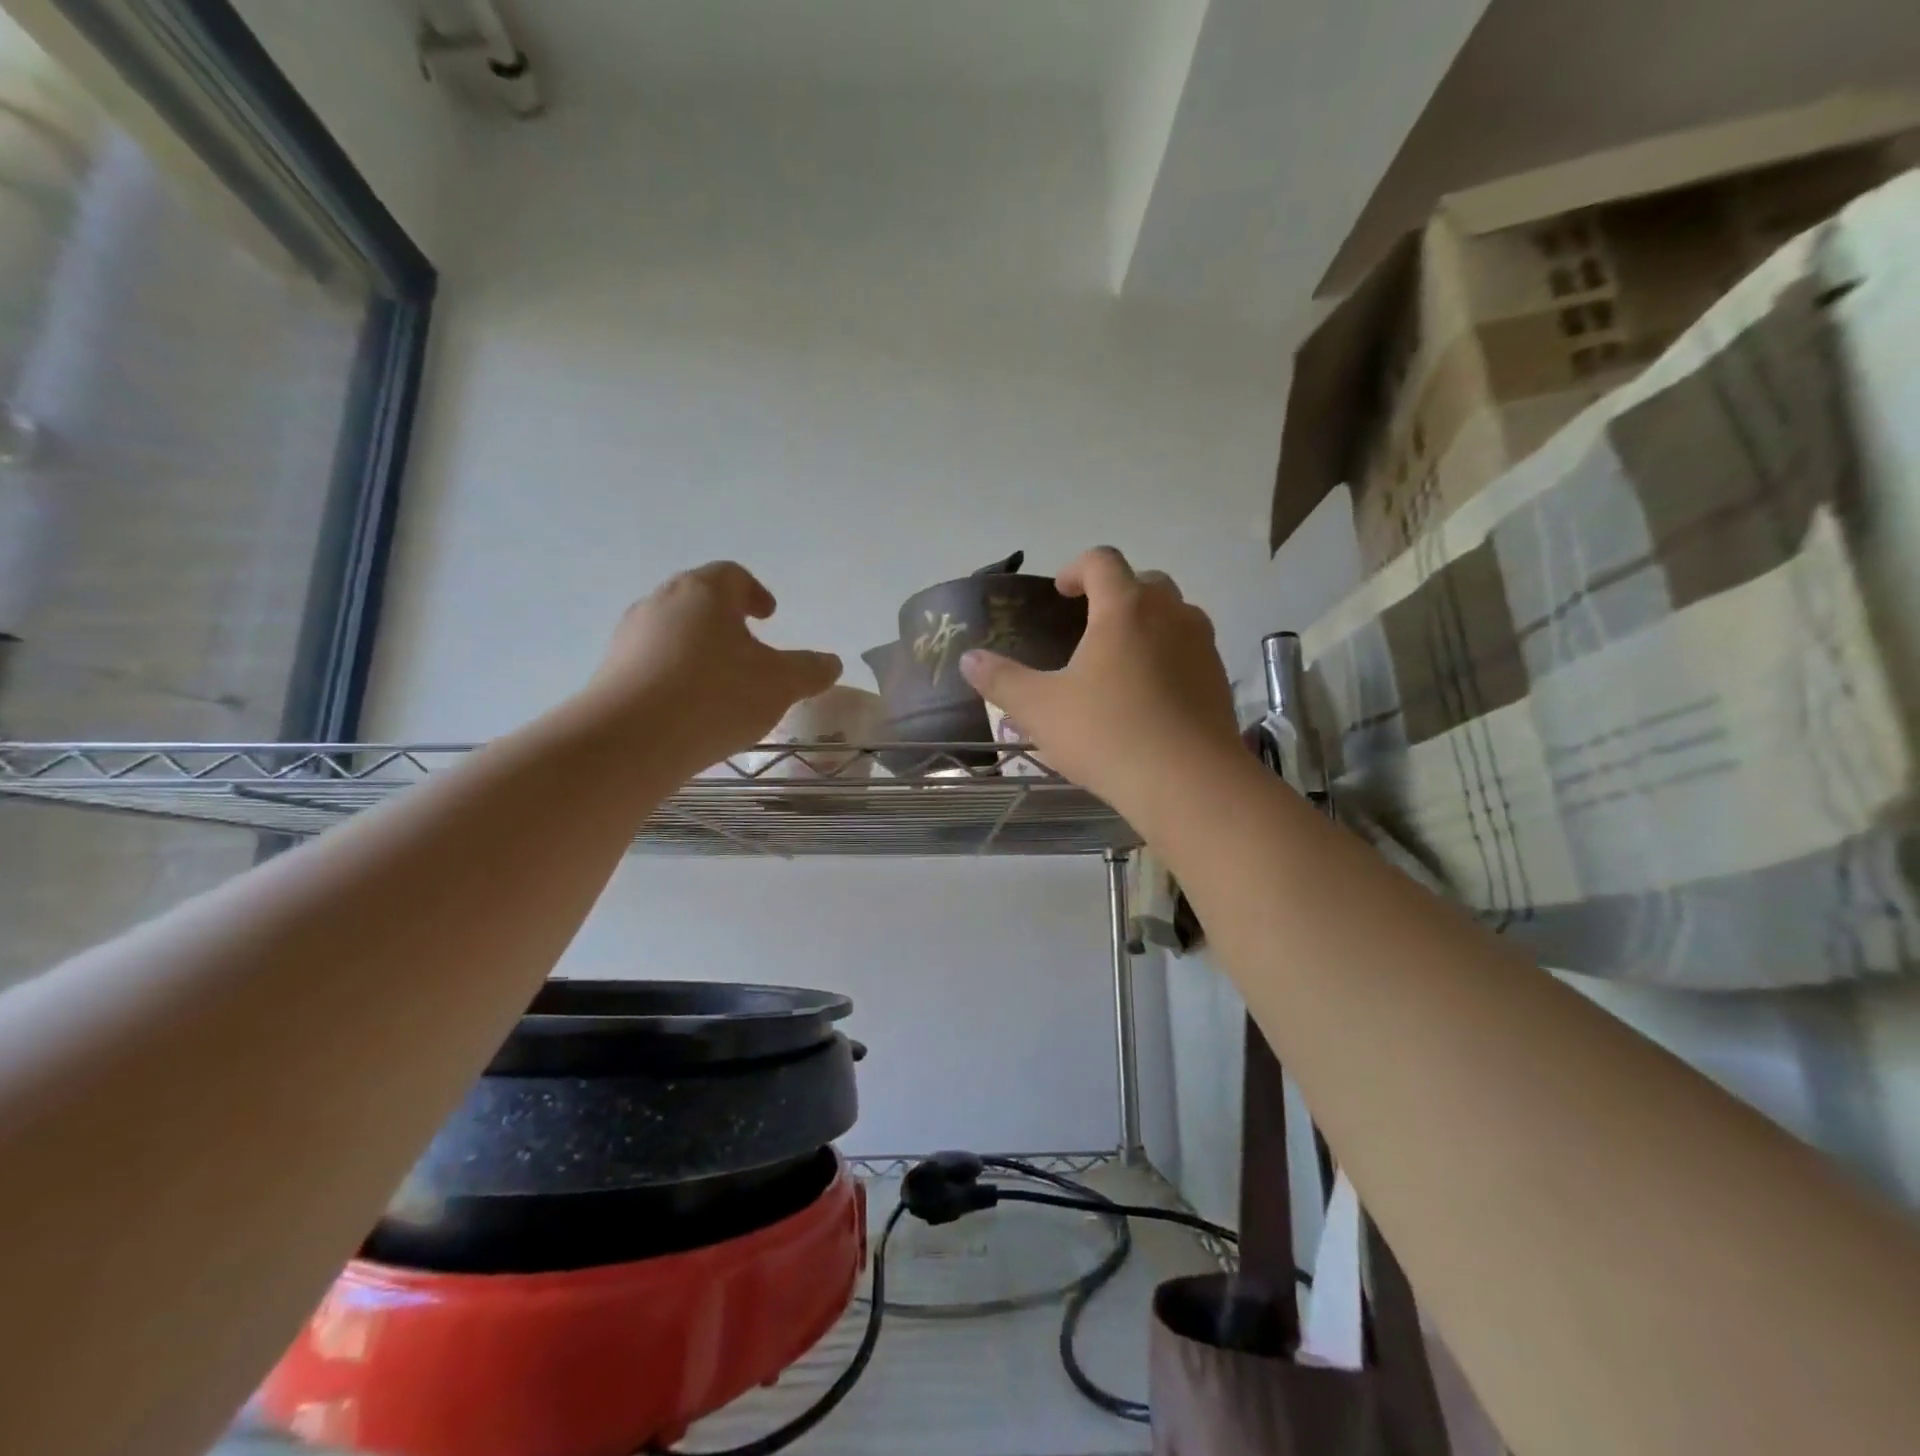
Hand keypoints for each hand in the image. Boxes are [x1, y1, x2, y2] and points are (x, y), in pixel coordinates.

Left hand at [583, 562, 841, 769]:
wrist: (629, 742)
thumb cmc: (715, 696)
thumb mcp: (780, 685)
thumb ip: (809, 670)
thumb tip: (831, 663)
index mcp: (704, 592)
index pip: (732, 575)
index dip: (755, 592)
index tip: (769, 615)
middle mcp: (661, 602)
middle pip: (698, 600)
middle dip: (725, 620)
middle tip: (748, 645)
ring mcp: (630, 636)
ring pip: (673, 631)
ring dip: (699, 648)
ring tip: (721, 682)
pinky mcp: (611, 671)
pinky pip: (653, 663)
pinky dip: (676, 674)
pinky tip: (691, 708)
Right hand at [959, 547, 1239, 815]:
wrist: (1189, 783)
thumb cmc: (1107, 735)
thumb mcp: (1040, 710)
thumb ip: (1001, 680)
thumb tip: (969, 659)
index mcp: (1125, 608)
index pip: (1102, 562)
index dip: (1076, 569)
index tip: (1060, 593)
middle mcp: (1171, 614)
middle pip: (1144, 582)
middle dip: (1114, 594)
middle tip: (1087, 626)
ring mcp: (1202, 646)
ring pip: (1174, 615)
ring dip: (1145, 623)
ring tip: (1118, 661)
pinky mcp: (1219, 680)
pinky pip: (1190, 650)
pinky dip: (1168, 656)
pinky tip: (1148, 697)